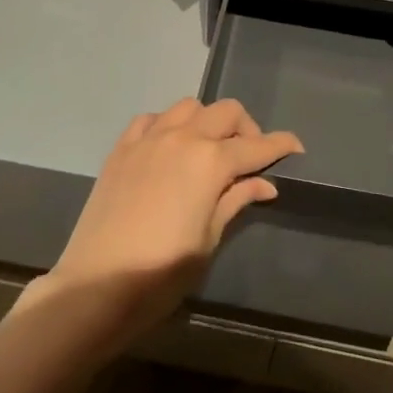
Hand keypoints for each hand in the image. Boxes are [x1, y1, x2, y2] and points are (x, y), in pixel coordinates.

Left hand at [36, 98, 301, 344]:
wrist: (96, 285)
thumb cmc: (162, 272)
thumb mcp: (208, 239)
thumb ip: (235, 200)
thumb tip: (265, 184)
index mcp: (210, 162)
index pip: (257, 146)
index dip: (281, 145)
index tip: (296, 148)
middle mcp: (182, 138)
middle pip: (226, 112)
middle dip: (247, 129)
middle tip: (250, 157)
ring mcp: (148, 139)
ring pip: (189, 107)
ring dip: (207, 121)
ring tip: (209, 150)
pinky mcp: (121, 148)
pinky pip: (151, 119)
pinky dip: (168, 125)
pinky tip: (169, 148)